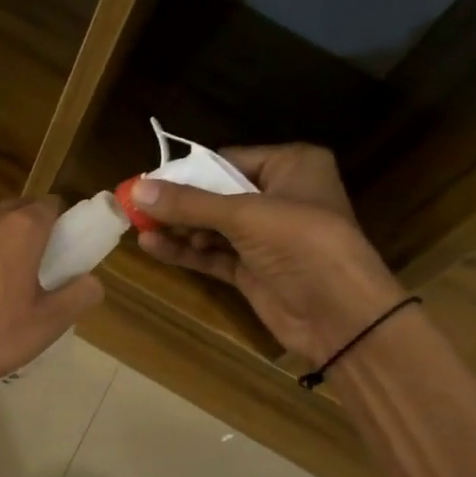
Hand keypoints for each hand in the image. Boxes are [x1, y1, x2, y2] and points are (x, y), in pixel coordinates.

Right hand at [134, 143, 402, 364]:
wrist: (341, 316)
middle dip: (177, 202)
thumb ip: (189, 204)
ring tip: (136, 226)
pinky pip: (212, 254)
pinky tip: (152, 247)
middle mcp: (279, 196)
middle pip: (215, 193)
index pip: (228, 160)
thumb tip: (135, 190)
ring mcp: (266, 237)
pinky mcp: (253, 270)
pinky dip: (185, 251)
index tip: (146, 182)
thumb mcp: (244, 216)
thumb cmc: (303, 245)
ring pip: (211, 226)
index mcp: (291, 166)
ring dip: (177, 228)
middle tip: (134, 206)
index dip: (187, 172)